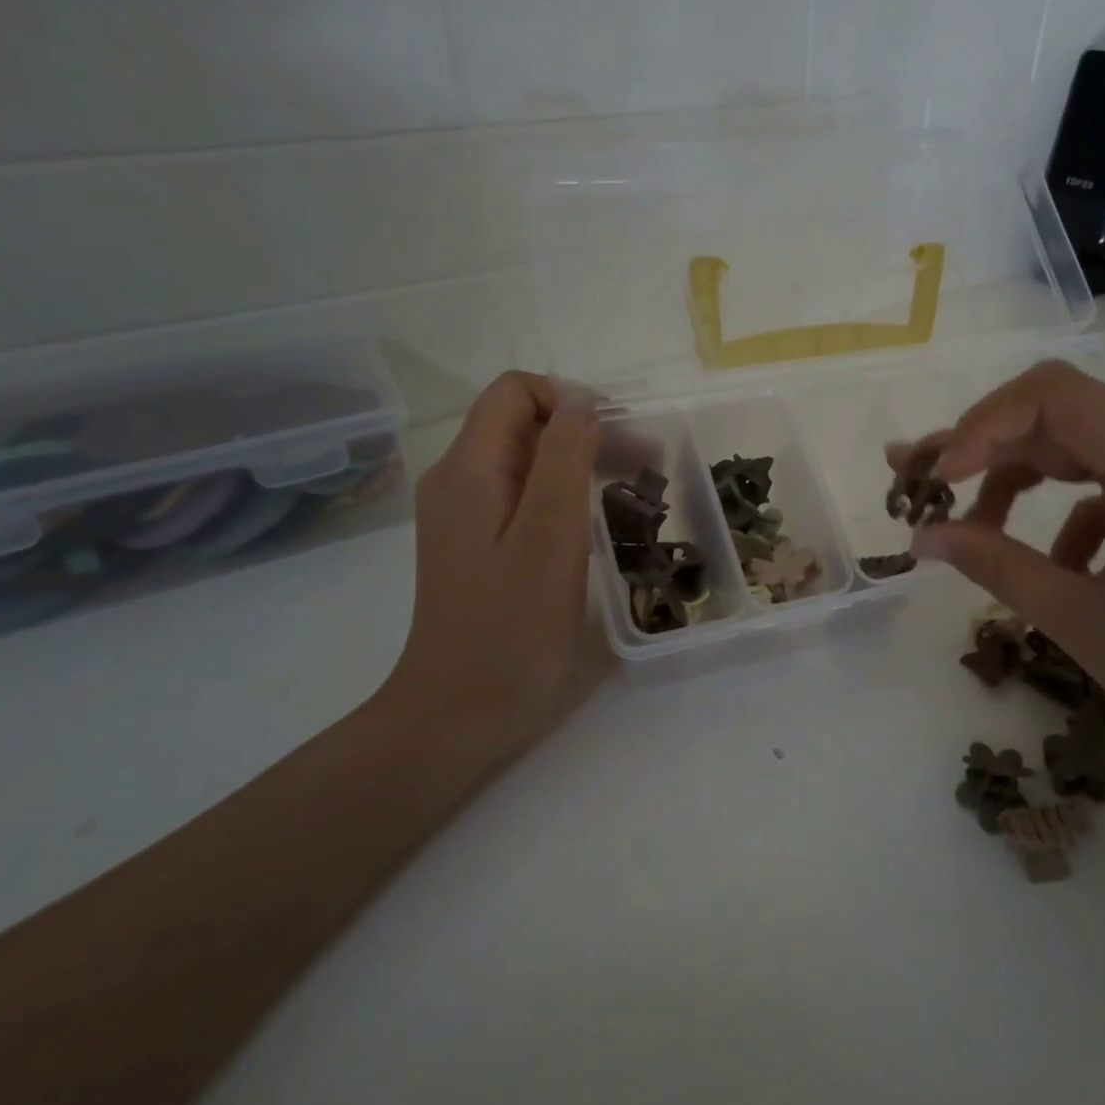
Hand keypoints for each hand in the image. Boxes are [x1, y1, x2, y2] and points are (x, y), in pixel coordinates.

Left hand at [378, 372, 598, 754]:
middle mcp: (458, 481)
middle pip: (522, 425)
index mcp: (468, 468)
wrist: (459, 713)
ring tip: (633, 491)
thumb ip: (565, 457)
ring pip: (526, 462)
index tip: (617, 438)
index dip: (569, 399)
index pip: (515, 392)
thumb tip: (581, 400)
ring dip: (580, 464)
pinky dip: (563, 497)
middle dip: (585, 431)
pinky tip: (595, 523)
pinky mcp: (477, 548)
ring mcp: (465, 517)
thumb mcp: (550, 534)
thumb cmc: (512, 626)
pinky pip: (522, 499)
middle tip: (646, 464)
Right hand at [894, 360, 1104, 792]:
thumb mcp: (1082, 622)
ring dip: (1019, 484)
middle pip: (1061, 419)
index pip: (1055, 397)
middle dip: (984, 449)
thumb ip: (996, 566)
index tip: (938, 479)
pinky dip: (1065, 520)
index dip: (982, 426)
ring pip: (1080, 454)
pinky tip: (1055, 570)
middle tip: (920, 483)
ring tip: (972, 530)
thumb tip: (923, 536)